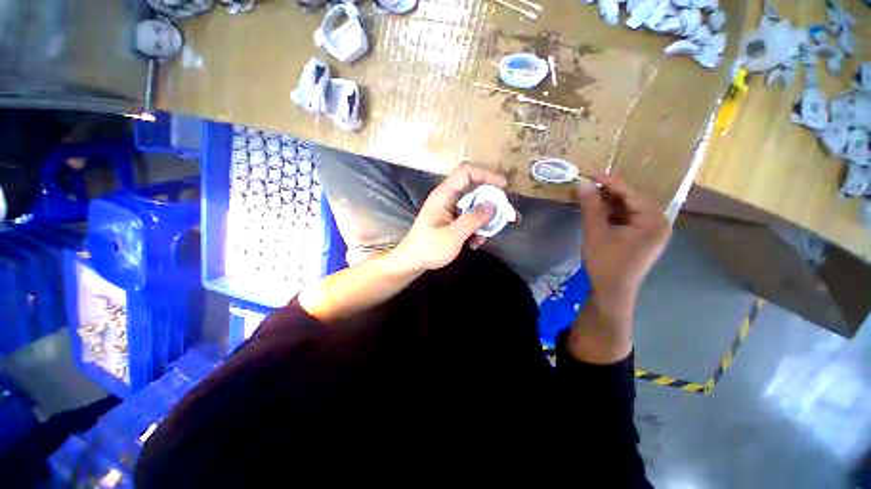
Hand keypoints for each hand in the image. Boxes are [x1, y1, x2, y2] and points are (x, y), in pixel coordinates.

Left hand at [393, 163, 508, 271]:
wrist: (412, 262)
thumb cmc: (428, 249)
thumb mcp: (452, 236)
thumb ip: (473, 219)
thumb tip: (493, 204)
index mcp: (443, 195)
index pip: (466, 172)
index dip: (486, 174)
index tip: (504, 186)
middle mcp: (448, 199)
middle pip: (475, 190)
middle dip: (492, 202)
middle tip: (506, 216)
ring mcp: (450, 210)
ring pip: (475, 207)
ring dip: (485, 220)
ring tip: (486, 237)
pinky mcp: (452, 221)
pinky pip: (470, 218)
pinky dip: (477, 228)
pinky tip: (475, 243)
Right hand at [576, 174, 670, 311]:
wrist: (611, 291)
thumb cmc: (606, 263)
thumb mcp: (595, 233)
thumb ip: (591, 207)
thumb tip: (583, 183)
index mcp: (654, 221)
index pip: (632, 195)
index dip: (610, 183)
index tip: (592, 174)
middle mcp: (658, 223)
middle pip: (631, 201)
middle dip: (608, 193)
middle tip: (587, 186)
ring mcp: (650, 231)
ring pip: (627, 210)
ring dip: (607, 204)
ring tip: (588, 197)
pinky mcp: (641, 238)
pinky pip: (626, 219)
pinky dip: (610, 214)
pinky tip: (595, 211)